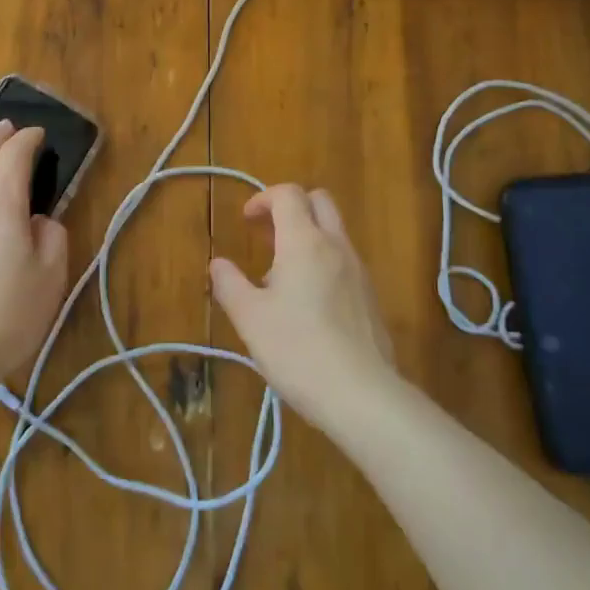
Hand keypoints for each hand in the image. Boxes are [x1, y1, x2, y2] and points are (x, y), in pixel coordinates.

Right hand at [209, 184, 396, 424]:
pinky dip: (323, 261)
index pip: (289, 194)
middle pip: (319, 201)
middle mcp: (336, 246)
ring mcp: (359, 271)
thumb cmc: (297, 349)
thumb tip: (218, 264)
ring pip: (334, 232)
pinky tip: (307, 303)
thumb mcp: (249, 318)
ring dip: (307, 236)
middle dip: (291, 207)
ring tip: (281, 275)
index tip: (247, 220)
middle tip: (267, 235)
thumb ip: (229, 284)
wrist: (361, 394)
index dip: (264, 198)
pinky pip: (344, 260)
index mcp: (304, 242)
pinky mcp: (370, 297)